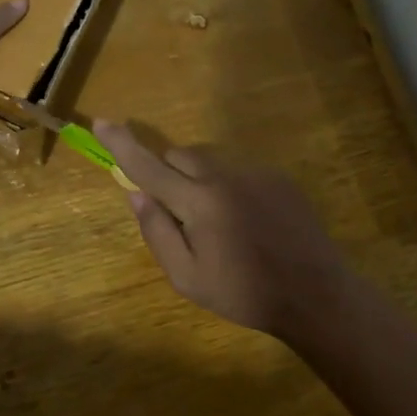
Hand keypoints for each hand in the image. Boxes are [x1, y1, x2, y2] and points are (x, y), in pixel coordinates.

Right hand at [94, 124, 354, 338]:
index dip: (122, 144)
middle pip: (180, 156)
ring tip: (220, 225)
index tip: (102, 122)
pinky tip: (247, 222)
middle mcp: (225, 176)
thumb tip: (136, 195)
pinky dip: (229, 187)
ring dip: (200, 181)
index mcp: (199, 202)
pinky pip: (239, 172)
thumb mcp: (188, 277)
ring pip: (211, 162)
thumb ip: (158, 232)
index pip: (149, 166)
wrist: (315, 293)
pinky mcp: (279, 178)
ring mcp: (256, 173)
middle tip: (177, 213)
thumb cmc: (245, 293)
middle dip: (168, 173)